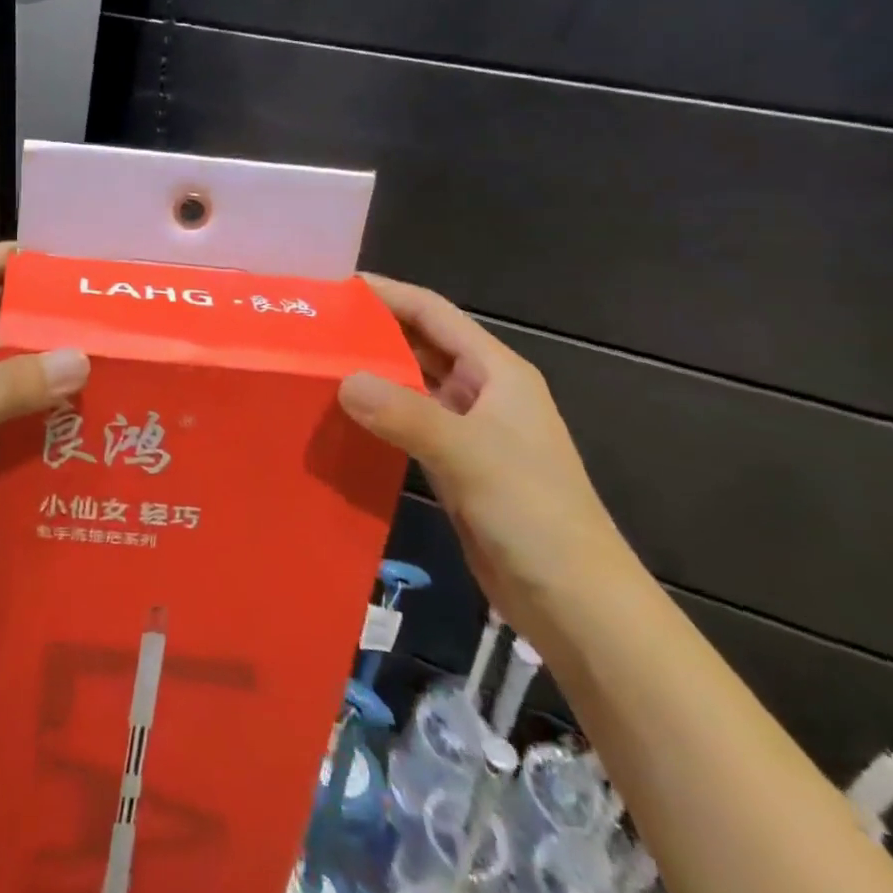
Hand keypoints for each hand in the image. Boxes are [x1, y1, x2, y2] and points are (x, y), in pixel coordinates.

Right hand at [338, 276, 634, 650]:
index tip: (337, 288)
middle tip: (316, 328)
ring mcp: (469, 431)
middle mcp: (483, 392)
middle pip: (420, 345)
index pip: (433, 313)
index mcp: (497, 371)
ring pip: (411, 387)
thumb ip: (404, 413)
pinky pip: (408, 425)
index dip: (388, 294)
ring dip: (372, 375)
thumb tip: (342, 380)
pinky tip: (342, 417)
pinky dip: (378, 416)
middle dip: (373, 333)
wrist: (576, 604)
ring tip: (318, 365)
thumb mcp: (468, 453)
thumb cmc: (533, 513)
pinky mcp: (455, 467)